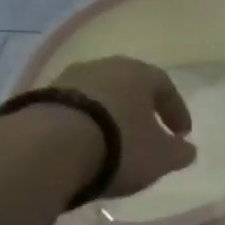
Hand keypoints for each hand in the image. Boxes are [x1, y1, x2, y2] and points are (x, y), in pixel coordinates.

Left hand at [49, 57, 195, 196]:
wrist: (47, 148)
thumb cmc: (118, 145)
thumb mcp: (160, 157)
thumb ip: (179, 152)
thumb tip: (186, 149)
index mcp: (137, 73)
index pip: (165, 86)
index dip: (176, 111)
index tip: (182, 134)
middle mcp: (102, 67)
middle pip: (128, 87)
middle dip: (140, 110)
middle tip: (147, 134)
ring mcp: (65, 80)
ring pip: (97, 97)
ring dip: (107, 117)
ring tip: (111, 144)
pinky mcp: (37, 100)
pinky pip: (70, 111)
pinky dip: (81, 126)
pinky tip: (81, 148)